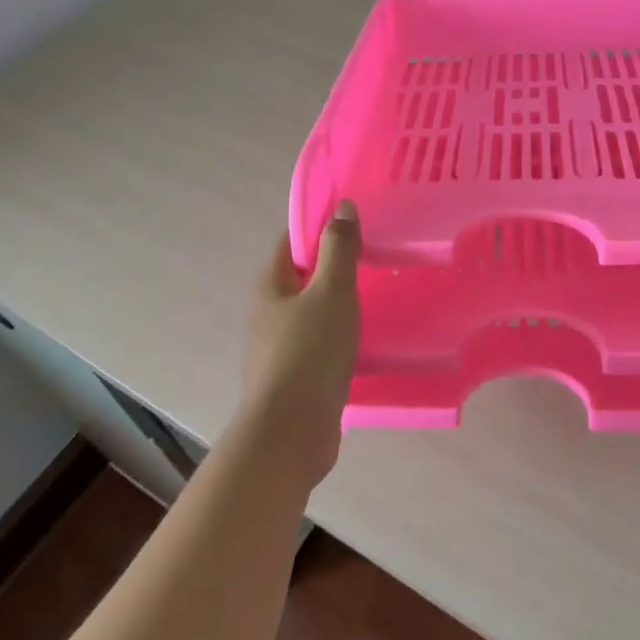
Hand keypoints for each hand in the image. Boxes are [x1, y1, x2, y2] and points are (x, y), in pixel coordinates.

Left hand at [240, 200, 361, 488]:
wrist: (291, 432)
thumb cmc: (310, 350)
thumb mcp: (331, 290)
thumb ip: (339, 248)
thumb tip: (342, 207)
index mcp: (269, 286)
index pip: (291, 243)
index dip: (318, 229)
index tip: (353, 225)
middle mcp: (266, 314)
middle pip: (300, 278)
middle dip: (330, 268)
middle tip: (370, 260)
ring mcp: (276, 350)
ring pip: (309, 315)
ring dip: (335, 306)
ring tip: (373, 300)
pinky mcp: (292, 380)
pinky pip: (317, 346)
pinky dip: (337, 338)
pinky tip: (361, 343)